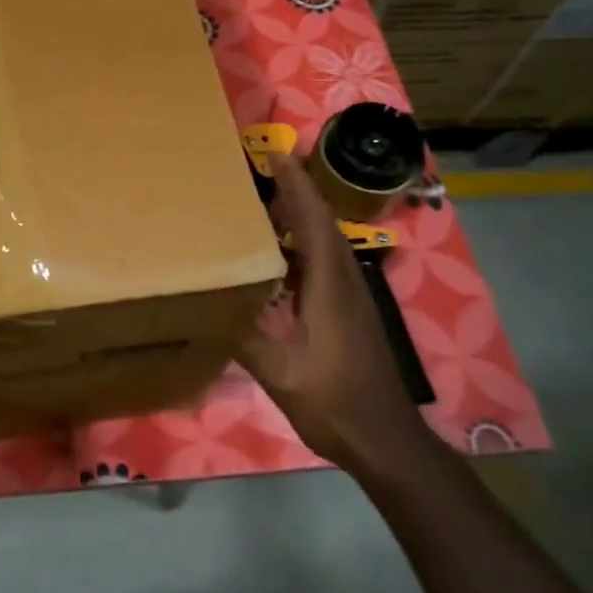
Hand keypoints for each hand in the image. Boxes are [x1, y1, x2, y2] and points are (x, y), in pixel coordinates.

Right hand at [242, 154, 430, 476]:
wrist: (385, 439)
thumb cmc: (334, 401)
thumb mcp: (279, 372)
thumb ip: (244, 335)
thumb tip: (207, 302)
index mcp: (329, 286)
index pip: (313, 220)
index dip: (296, 185)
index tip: (276, 153)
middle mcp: (344, 281)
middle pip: (322, 223)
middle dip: (296, 190)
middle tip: (261, 169)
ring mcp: (351, 297)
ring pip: (325, 242)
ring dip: (300, 215)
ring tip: (265, 202)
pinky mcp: (350, 312)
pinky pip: (324, 262)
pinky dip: (302, 243)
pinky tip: (278, 256)